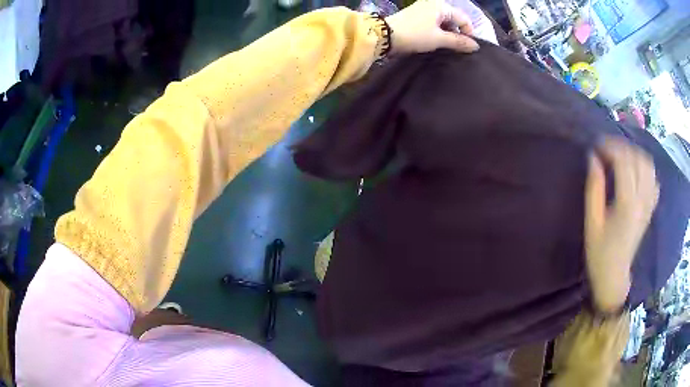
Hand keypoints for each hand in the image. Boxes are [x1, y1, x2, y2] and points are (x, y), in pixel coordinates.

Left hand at [385, 0, 479, 54]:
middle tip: (457, 49)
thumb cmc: (415, 34)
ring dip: (447, 34)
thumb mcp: (439, 39)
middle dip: (457, 34)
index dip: (468, 34)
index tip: (467, 48)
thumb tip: (476, 46)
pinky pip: (434, 23)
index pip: (463, 19)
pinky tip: (436, 42)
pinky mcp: (416, 16)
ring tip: (446, 47)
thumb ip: (459, 42)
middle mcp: (433, 4)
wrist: (385, 35)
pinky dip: (438, 32)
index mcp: (441, 6)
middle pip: (454, 19)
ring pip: (443, 22)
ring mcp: (423, 9)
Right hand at [585, 138, 658, 312]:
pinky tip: (636, 170)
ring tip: (621, 156)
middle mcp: (642, 200)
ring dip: (634, 154)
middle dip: (622, 147)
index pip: (624, 163)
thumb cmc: (599, 252)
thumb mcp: (591, 222)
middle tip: (607, 148)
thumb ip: (594, 188)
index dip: (610, 148)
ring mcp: (649, 204)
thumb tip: (593, 158)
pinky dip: (645, 168)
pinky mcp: (650, 208)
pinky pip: (653, 179)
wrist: (614, 275)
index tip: (597, 145)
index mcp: (627, 204)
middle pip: (638, 159)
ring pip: (648, 166)